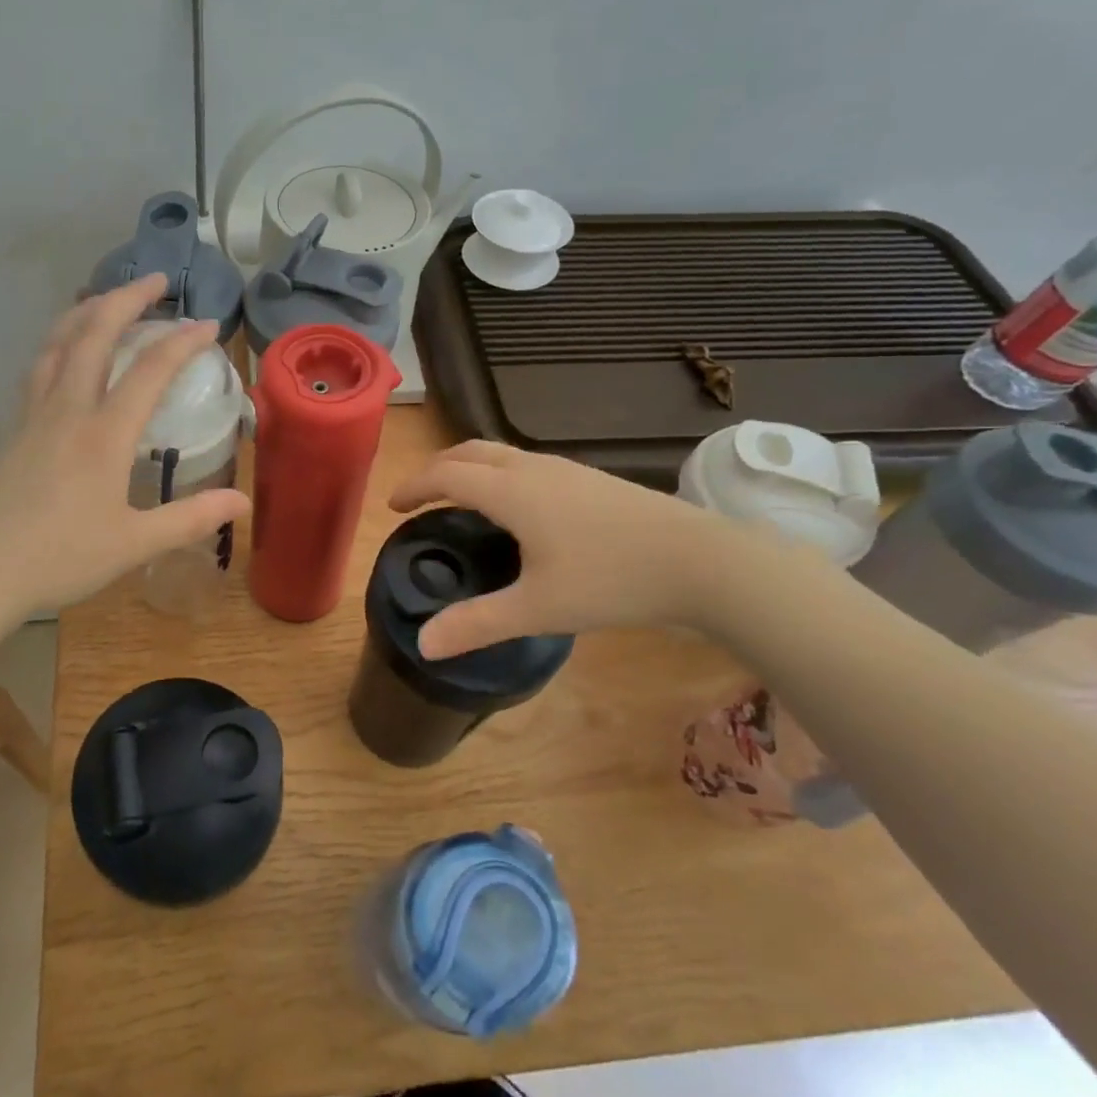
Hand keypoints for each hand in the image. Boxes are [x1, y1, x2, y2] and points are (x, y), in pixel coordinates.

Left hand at [0, 274, 249, 615]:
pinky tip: (66, 350)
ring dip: (86, 311)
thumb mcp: (134, 544)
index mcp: (103, 435)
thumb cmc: (60, 558)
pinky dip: (60, 341)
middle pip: (94, 333)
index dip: (182, 342)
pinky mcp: (15, 427)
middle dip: (127, 299)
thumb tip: (244, 503)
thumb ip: (190, 519)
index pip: (149, 371)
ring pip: (58, 342)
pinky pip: (40, 366)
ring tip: (108, 299)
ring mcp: (35, 414)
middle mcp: (68, 410)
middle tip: (156, 281)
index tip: (208, 326)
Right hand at [388, 440, 735, 657]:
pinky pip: (526, 464)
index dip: (414, 486)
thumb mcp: (538, 608)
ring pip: (501, 454)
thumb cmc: (612, 579)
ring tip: (460, 498)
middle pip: (470, 451)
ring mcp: (566, 470)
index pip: (446, 474)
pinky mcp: (591, 479)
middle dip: (437, 468)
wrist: (702, 561)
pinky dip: (499, 473)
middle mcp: (532, 469)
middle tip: (420, 496)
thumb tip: (422, 645)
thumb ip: (477, 624)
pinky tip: (517, 507)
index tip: (393, 506)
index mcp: (510, 491)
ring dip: (469, 467)